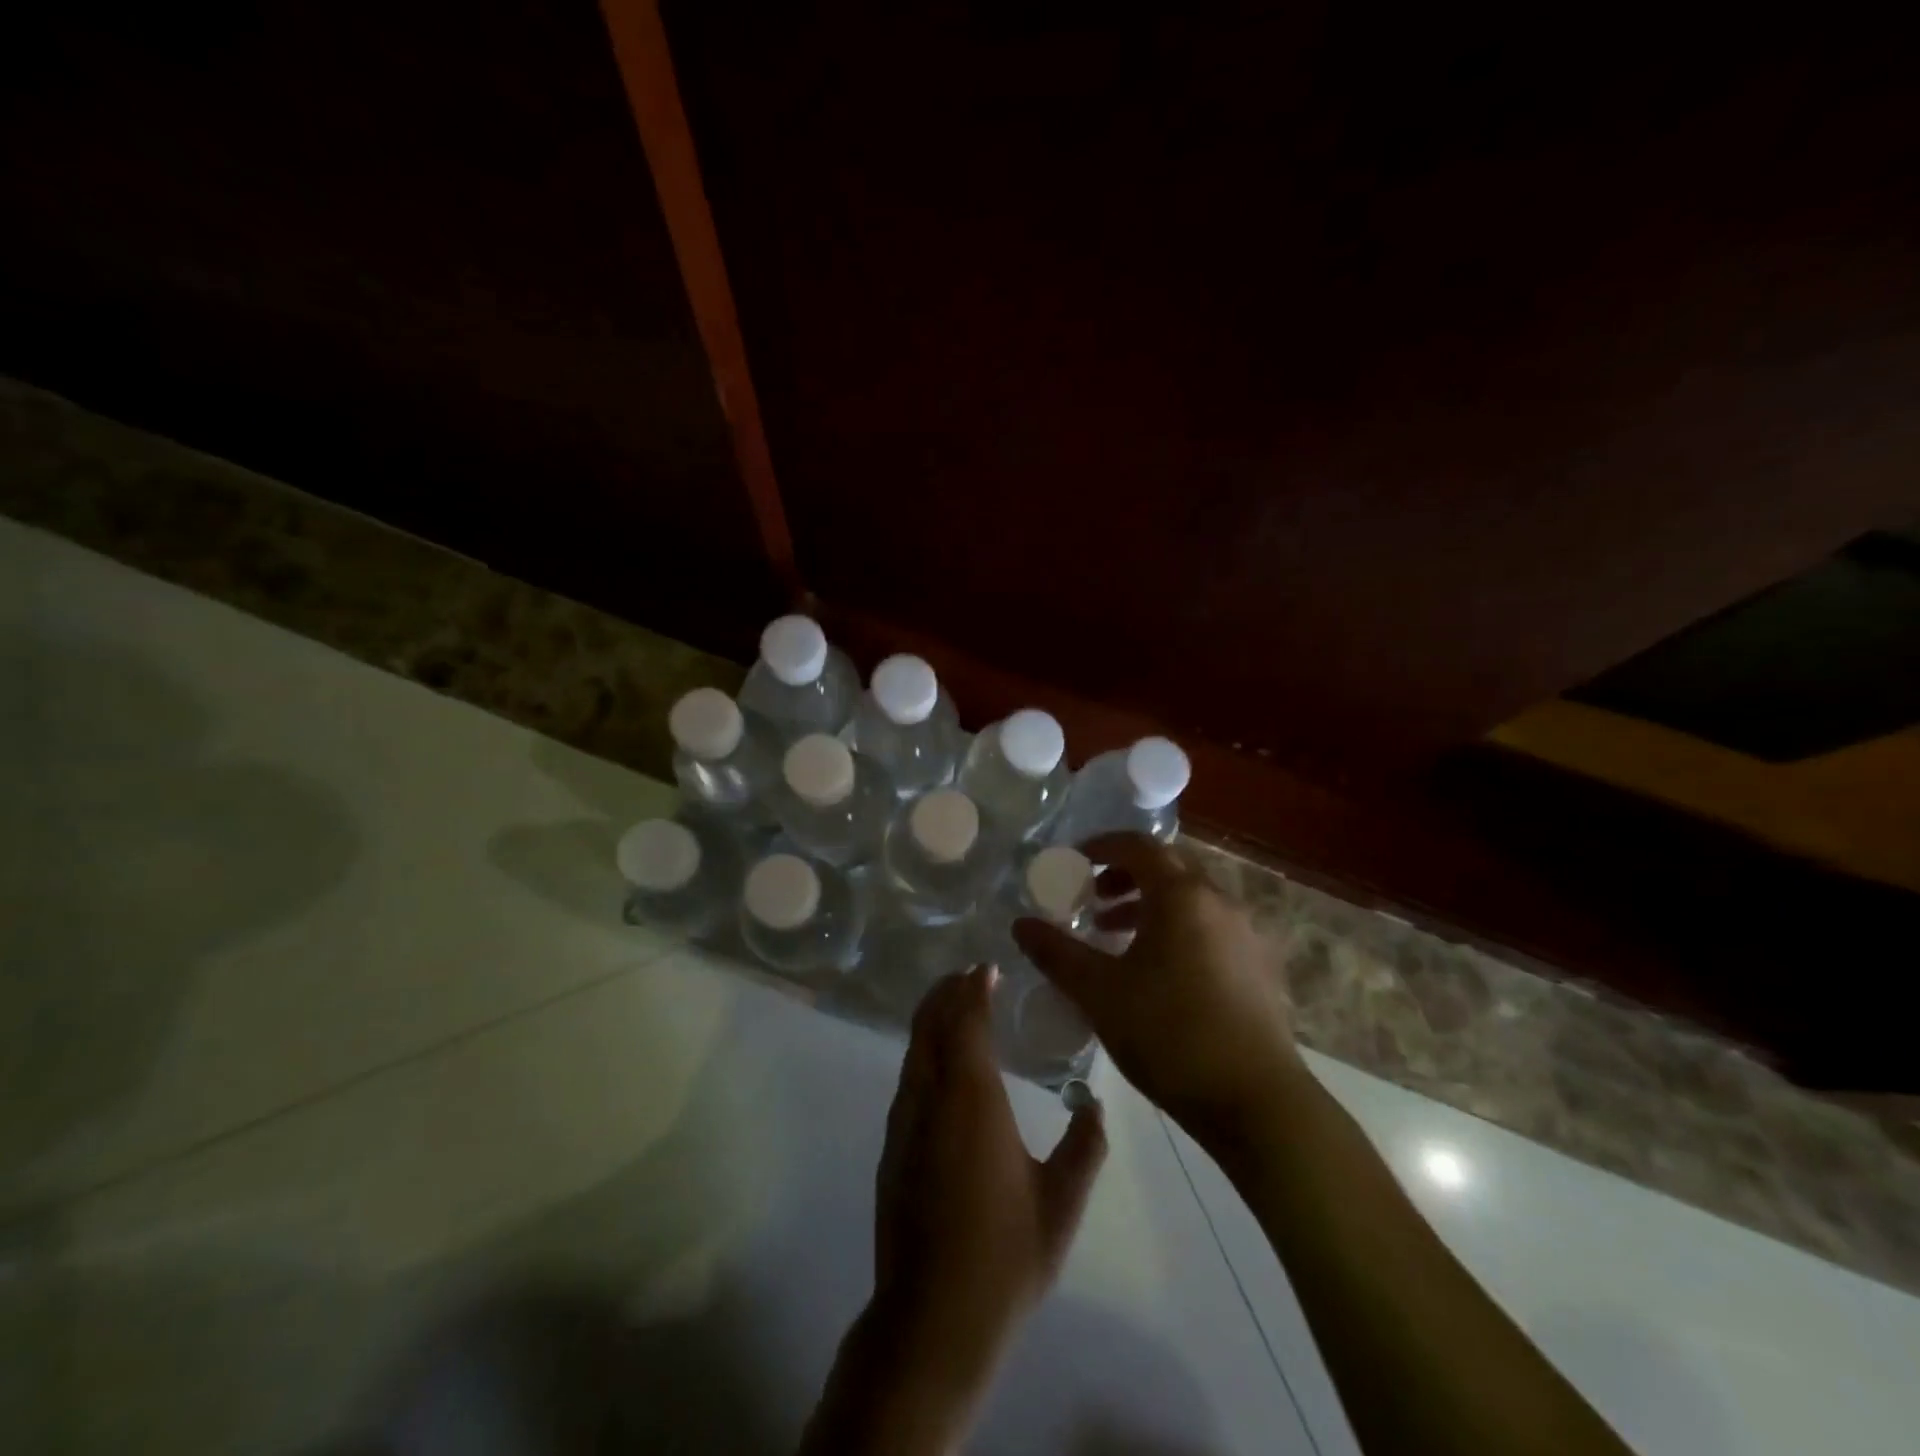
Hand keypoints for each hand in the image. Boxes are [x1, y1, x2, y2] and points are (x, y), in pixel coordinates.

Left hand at [873, 964, 1107, 1367]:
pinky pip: (909, 1076)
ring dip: (933, 1018)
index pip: (966, 1021)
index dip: (974, 989)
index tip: (987, 969)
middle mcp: (930, 1097)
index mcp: (971, 1099)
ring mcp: (904, 1122)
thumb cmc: (1004, 1256)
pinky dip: (924, 1050)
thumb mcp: (1061, 1203)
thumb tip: (1094, 1106)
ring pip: (914, 1049)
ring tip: (957, 1008)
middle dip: (947, 992)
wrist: (932, 1319)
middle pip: (930, 1023)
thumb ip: (1085, 1148)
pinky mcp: (892, 1147)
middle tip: (971, 976)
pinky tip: (943, 1067)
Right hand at [1013, 833, 1301, 1137]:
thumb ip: (1056, 953)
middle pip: (1167, 867)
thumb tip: (1020, 925)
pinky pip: (1209, 925)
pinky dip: (1176, 928)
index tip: (1074, 862)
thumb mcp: (1099, 993)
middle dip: (1124, 875)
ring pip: (1190, 898)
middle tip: (1092, 899)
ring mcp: (1245, 933)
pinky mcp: (1258, 965)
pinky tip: (1157, 971)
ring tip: (1115, 935)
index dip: (1101, 846)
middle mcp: (1218, 901)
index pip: (1138, 846)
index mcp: (1181, 896)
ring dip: (1149, 904)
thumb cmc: (1169, 1035)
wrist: (1256, 1101)